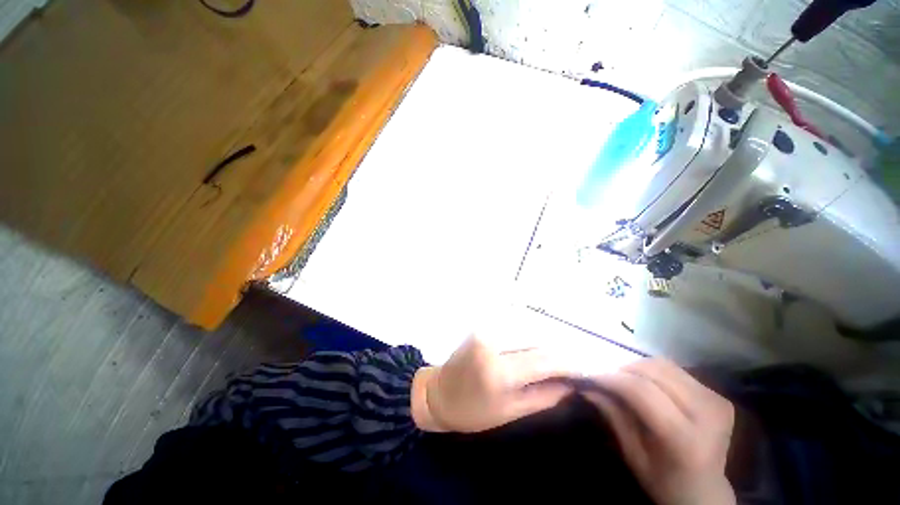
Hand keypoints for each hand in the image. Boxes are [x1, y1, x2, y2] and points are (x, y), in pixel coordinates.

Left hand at [411, 337, 572, 432]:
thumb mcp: (511, 412)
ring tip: (559, 356)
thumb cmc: (473, 411)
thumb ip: (544, 396)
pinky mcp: (484, 326)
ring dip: (546, 341)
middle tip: (575, 363)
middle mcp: (493, 342)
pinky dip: (530, 336)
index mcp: (499, 370)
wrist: (440, 392)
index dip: (569, 363)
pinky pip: (515, 327)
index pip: (544, 359)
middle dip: (559, 350)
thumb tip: (571, 384)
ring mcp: (487, 330)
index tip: (587, 369)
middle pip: (538, 339)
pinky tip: (537, 346)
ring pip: (528, 329)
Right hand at [583, 359, 735, 504]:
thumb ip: (613, 415)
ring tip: (624, 381)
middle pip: (655, 371)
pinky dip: (653, 372)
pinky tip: (647, 385)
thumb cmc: (664, 481)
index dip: (613, 378)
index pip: (642, 391)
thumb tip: (587, 386)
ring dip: (637, 368)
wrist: (707, 493)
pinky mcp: (718, 396)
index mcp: (685, 439)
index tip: (591, 375)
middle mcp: (706, 415)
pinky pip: (675, 371)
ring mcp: (716, 402)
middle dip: (623, 369)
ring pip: (664, 365)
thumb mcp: (632, 454)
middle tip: (606, 378)